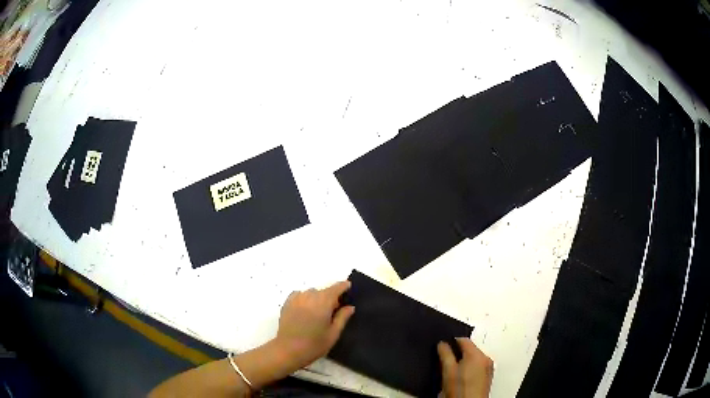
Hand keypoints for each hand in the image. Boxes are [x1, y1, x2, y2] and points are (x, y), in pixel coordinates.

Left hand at [274, 281, 354, 369]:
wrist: (288, 350)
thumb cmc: (314, 345)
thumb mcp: (333, 334)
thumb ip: (342, 317)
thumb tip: (350, 306)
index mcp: (323, 302)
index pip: (336, 288)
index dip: (343, 286)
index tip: (348, 286)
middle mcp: (310, 296)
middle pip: (324, 291)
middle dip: (331, 297)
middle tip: (334, 311)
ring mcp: (296, 299)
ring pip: (311, 293)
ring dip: (317, 298)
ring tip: (318, 313)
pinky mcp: (287, 303)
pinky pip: (299, 295)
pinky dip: (305, 299)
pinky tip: (306, 310)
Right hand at [438, 338, 493, 397]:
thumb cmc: (460, 391)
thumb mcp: (448, 371)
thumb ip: (445, 354)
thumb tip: (442, 344)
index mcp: (476, 355)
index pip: (464, 339)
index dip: (452, 342)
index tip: (443, 346)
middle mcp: (485, 359)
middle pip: (470, 349)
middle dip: (458, 354)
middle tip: (446, 362)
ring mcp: (488, 368)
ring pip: (474, 358)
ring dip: (464, 361)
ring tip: (453, 373)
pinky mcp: (488, 376)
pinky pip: (478, 366)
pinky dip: (470, 368)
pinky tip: (461, 378)